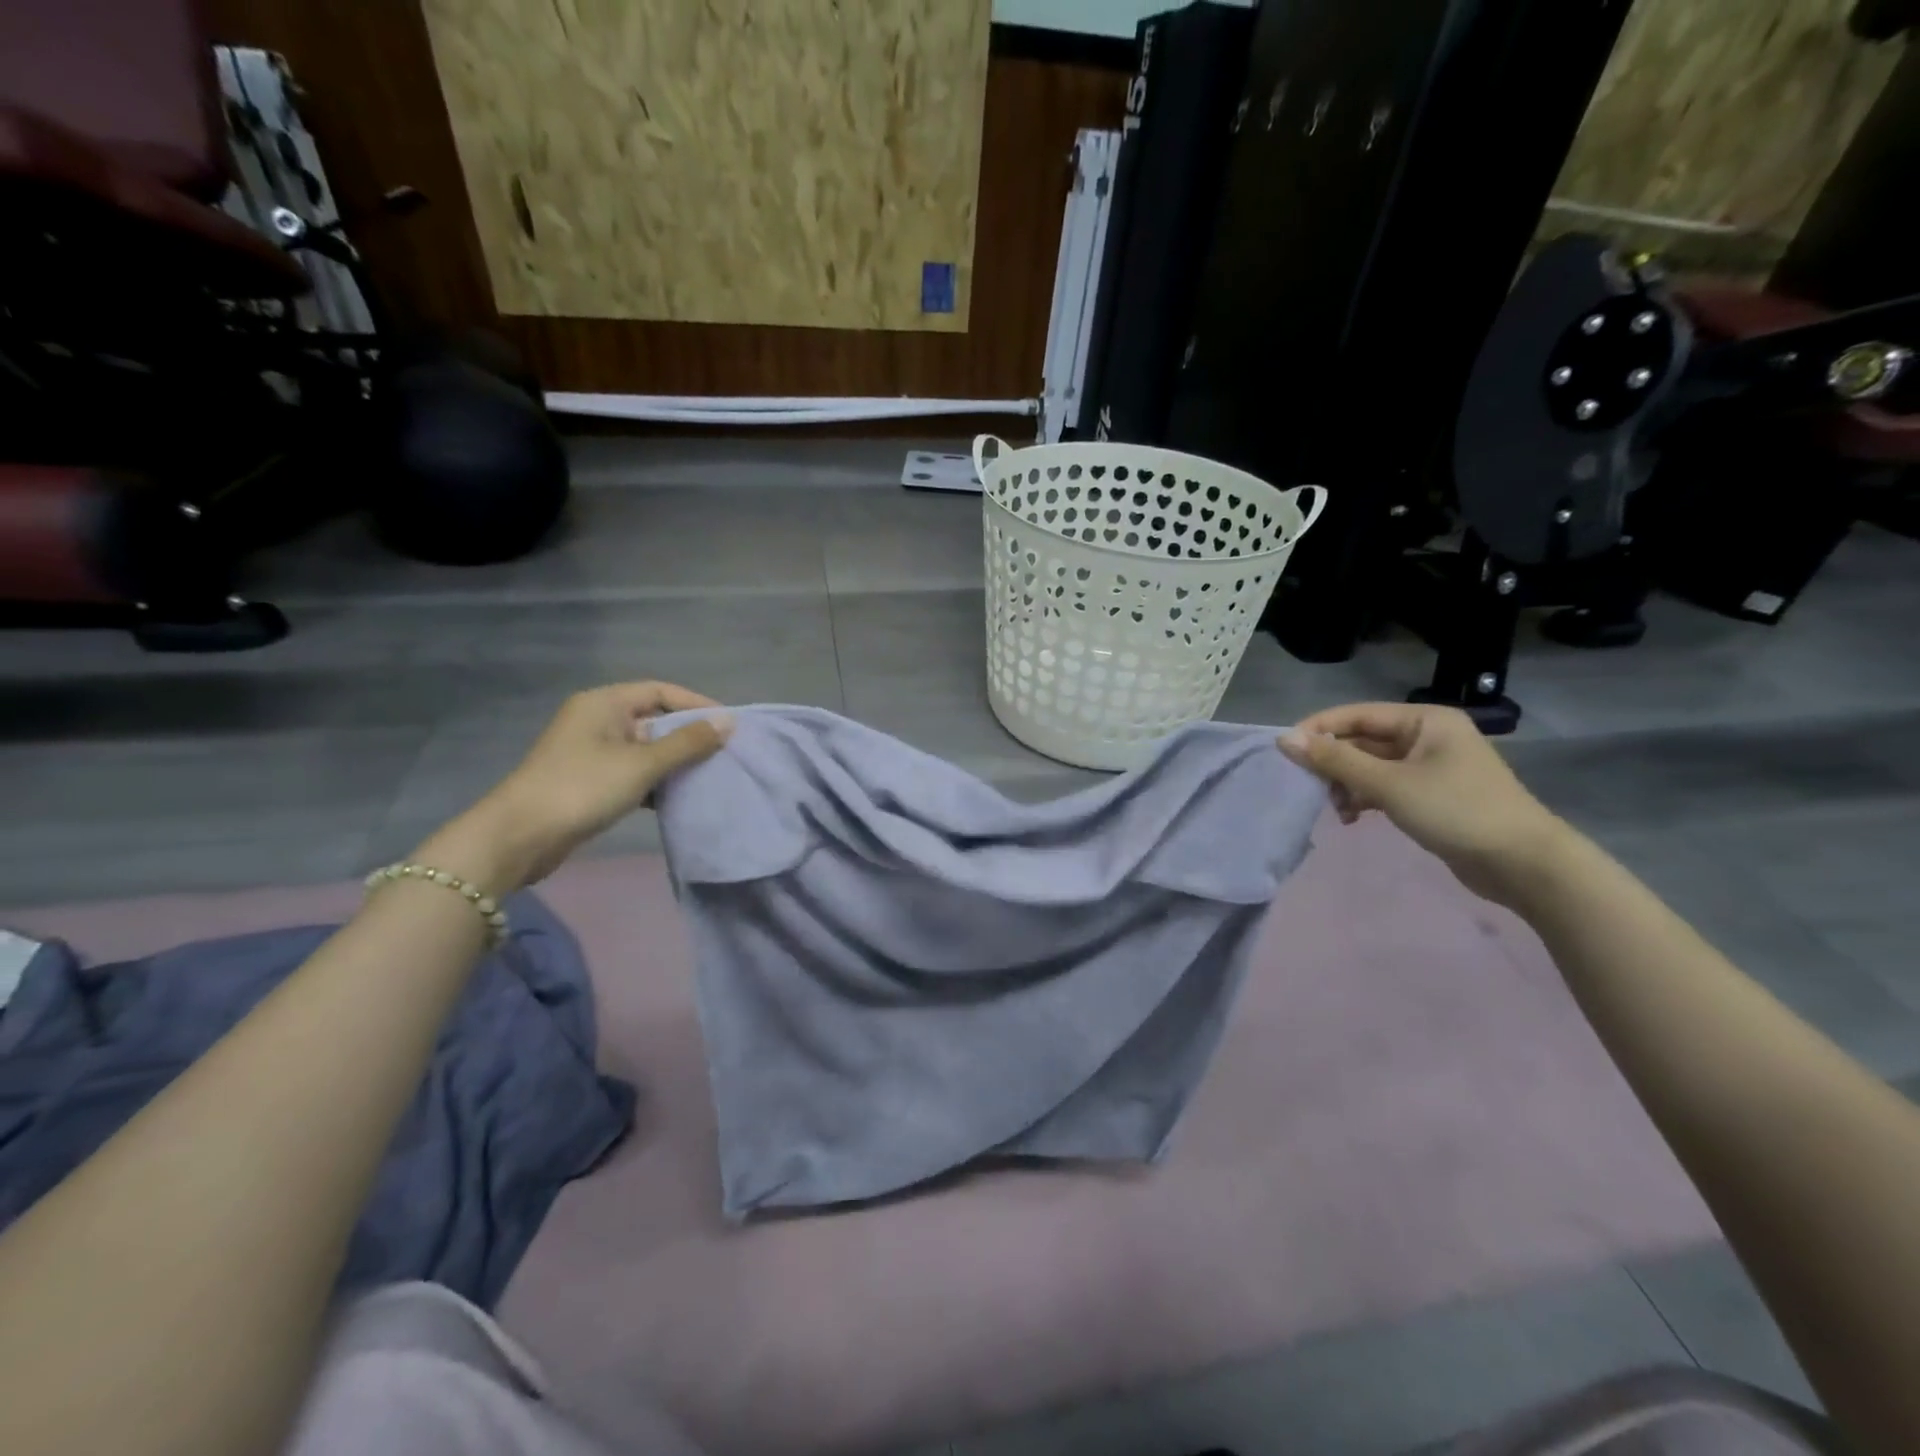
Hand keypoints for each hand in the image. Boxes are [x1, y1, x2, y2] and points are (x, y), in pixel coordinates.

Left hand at [421, 682, 730, 891]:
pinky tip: (679, 797)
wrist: (520, 837)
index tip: (729, 726)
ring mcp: (592, 751)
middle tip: (725, 753)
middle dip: (689, 735)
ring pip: (646, 748)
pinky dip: (657, 781)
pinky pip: (634, 771)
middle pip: (655, 718)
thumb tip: (727, 722)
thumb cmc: (583, 788)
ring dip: (675, 761)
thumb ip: (687, 742)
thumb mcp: (642, 763)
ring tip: (709, 775)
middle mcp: (597, 720)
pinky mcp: (590, 781)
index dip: (697, 704)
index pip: (661, 691)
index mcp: (604, 703)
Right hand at [1278, 702, 1567, 906]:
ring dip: (1347, 784)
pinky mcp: (1432, 795)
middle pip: (1363, 740)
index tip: (1285, 750)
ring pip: (1371, 766)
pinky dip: (1364, 798)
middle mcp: (1428, 736)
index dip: (1319, 729)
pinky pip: (1385, 786)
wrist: (1523, 864)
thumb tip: (1285, 739)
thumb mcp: (1388, 784)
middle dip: (1333, 763)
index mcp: (1425, 720)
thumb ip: (1335, 761)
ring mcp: (1431, 767)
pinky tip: (1352, 817)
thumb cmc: (1456, 811)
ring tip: (1336, 808)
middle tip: (1307, 786)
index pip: (1357, 714)